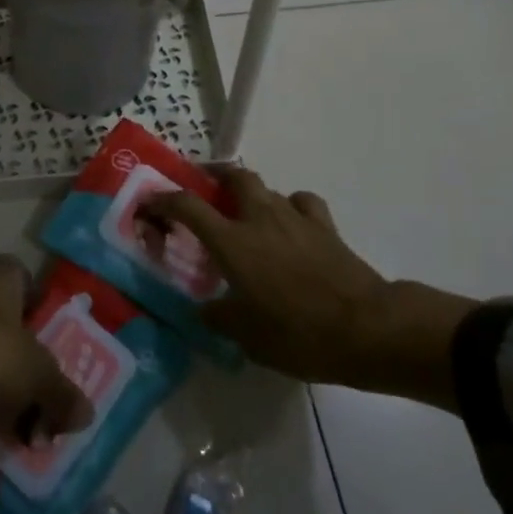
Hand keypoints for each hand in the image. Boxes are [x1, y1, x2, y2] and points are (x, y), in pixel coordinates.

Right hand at [142, 168, 476, 410]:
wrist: (364, 327)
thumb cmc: (297, 333)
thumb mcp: (247, 337)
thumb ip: (219, 319)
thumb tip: (204, 310)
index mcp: (232, 241)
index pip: (187, 206)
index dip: (163, 200)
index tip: (148, 202)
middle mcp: (260, 218)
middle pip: (234, 177)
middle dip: (215, 176)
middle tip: (204, 189)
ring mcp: (295, 217)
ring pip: (267, 188)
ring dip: (251, 194)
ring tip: (246, 214)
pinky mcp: (324, 226)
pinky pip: (301, 203)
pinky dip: (291, 207)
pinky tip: (290, 224)